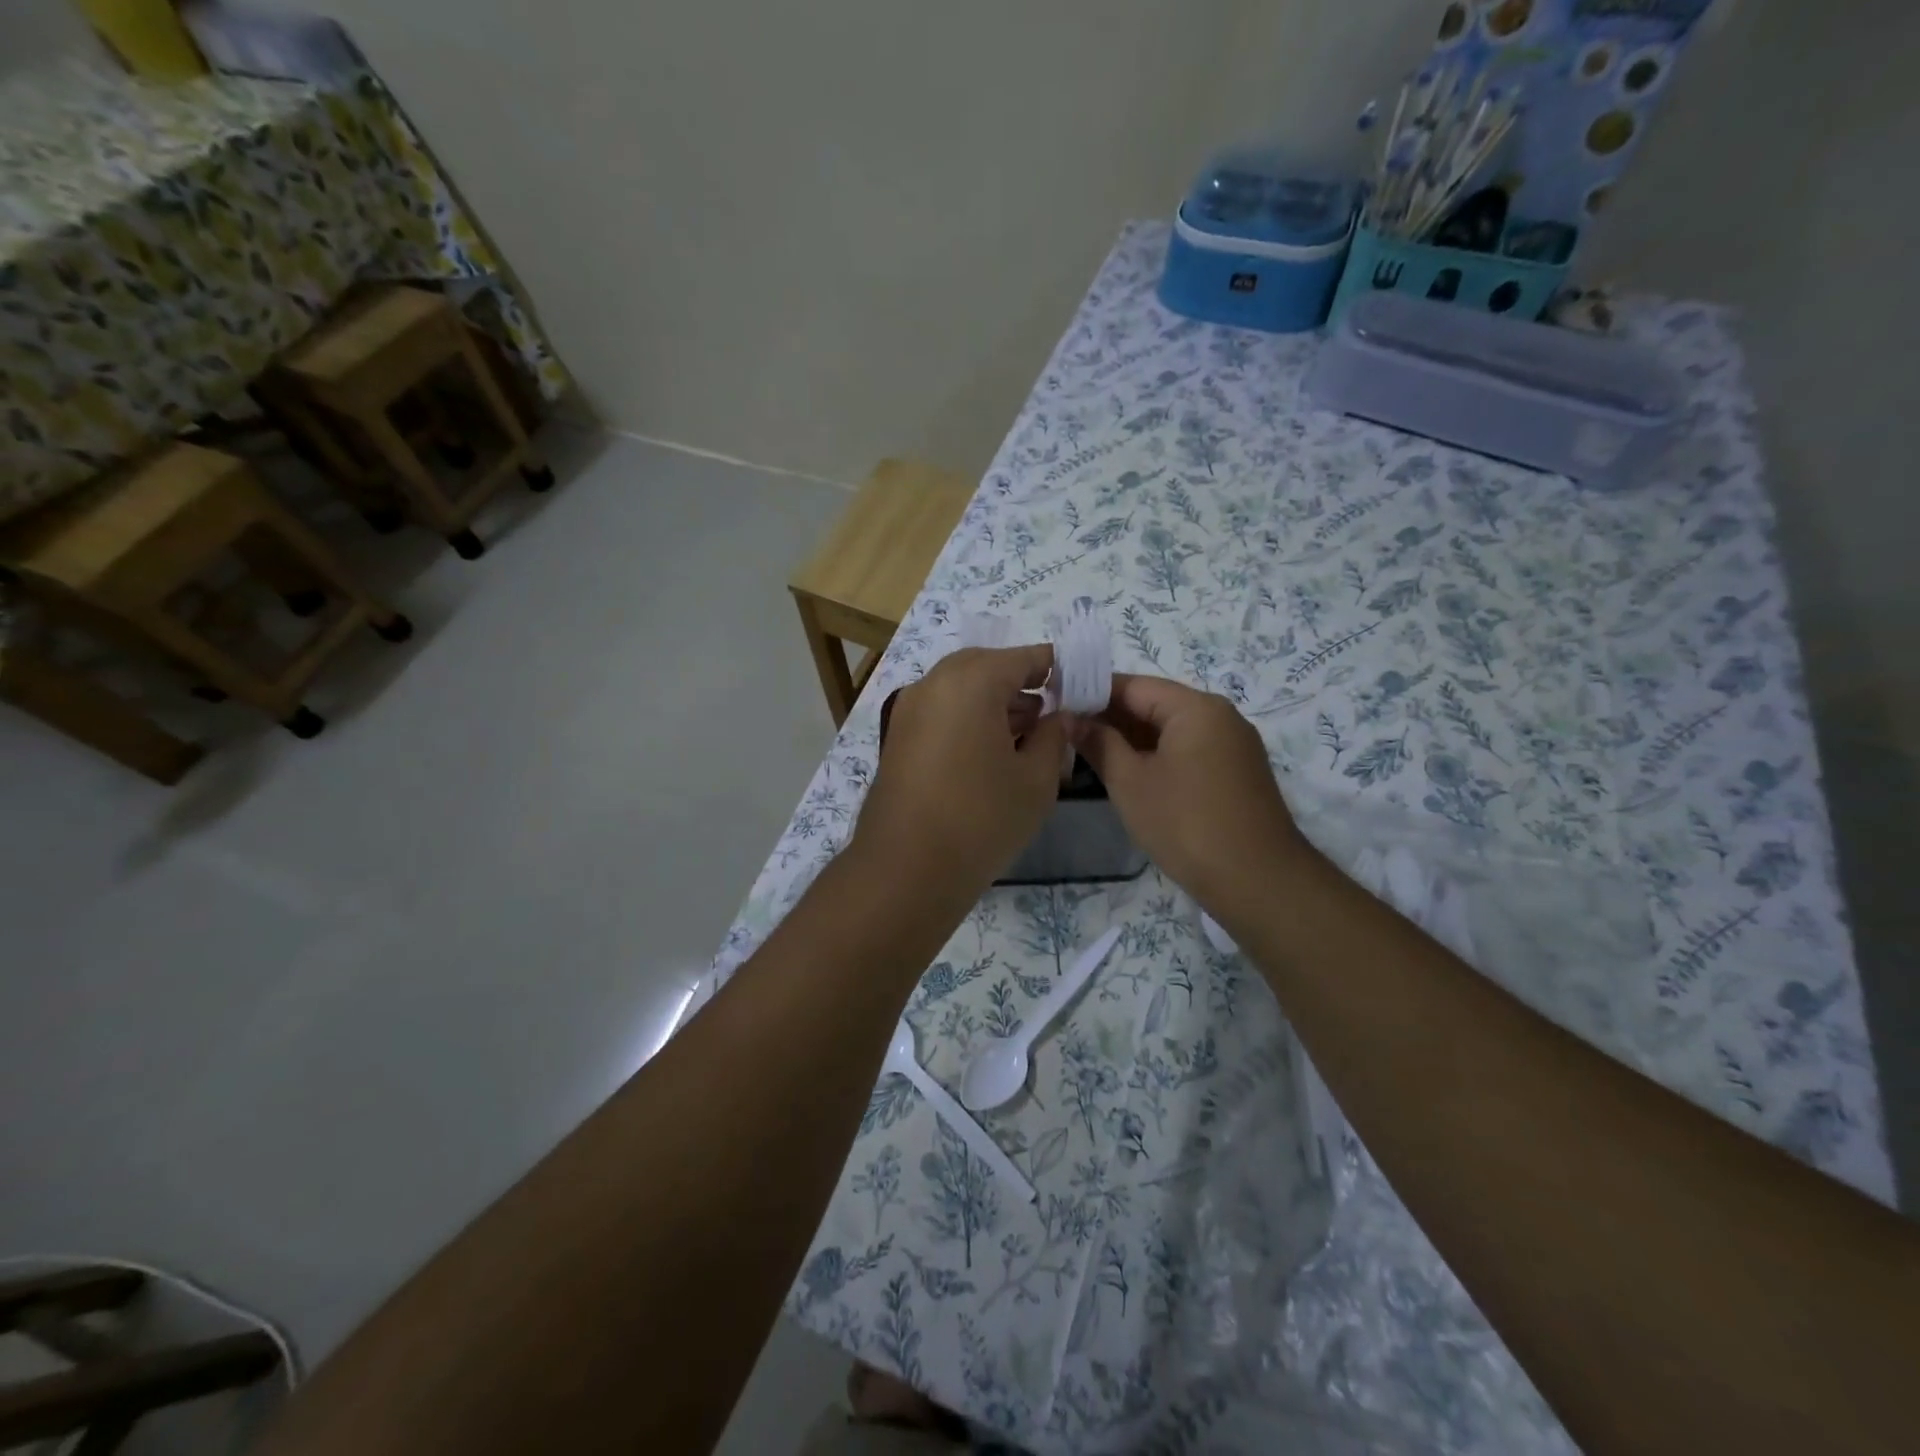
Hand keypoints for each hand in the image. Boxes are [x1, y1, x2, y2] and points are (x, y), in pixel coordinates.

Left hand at [855, 645, 1071, 893]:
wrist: (906, 869)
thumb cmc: (982, 819)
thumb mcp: (1036, 779)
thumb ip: (1054, 736)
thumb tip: (1061, 715)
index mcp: (972, 681)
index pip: (1025, 658)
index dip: (1056, 669)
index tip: (1080, 688)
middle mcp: (934, 683)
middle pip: (988, 667)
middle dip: (1022, 684)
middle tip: (1052, 712)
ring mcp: (909, 709)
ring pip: (961, 688)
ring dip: (994, 701)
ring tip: (1027, 735)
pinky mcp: (898, 737)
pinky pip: (941, 711)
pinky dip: (968, 718)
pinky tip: (991, 751)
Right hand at [1073, 674, 1309, 914]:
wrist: (1257, 881)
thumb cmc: (1185, 823)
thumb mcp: (1130, 781)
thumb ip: (1099, 743)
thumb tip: (1071, 718)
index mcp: (1196, 708)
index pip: (1134, 685)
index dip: (1092, 693)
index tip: (1058, 706)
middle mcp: (1220, 716)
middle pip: (1155, 704)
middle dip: (1110, 718)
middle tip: (1066, 733)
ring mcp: (1232, 745)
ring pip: (1171, 730)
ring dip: (1131, 739)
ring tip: (1088, 754)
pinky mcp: (1236, 773)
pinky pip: (1188, 750)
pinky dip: (1156, 756)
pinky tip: (1128, 774)